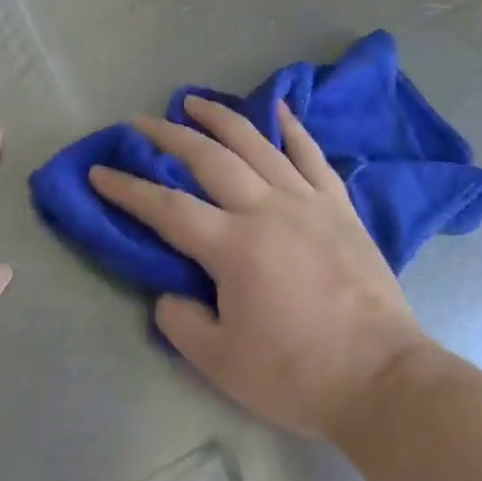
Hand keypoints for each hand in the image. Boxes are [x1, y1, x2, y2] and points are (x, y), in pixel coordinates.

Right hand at [90, 97, 434, 438]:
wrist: (382, 379)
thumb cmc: (297, 374)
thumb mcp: (221, 364)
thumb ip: (181, 323)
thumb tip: (169, 294)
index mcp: (233, 247)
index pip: (167, 208)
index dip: (128, 189)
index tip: (99, 172)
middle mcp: (266, 209)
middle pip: (208, 159)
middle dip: (168, 136)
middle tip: (140, 122)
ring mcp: (307, 202)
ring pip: (257, 144)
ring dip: (221, 119)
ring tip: (194, 101)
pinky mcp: (339, 207)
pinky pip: (312, 156)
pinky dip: (293, 128)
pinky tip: (279, 107)